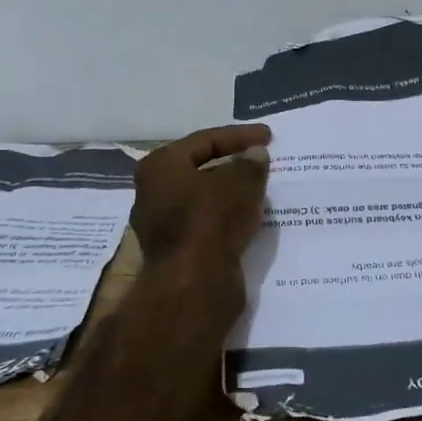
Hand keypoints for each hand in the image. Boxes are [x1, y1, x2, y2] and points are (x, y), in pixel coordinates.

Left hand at [131, 124, 272, 268]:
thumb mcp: (240, 182)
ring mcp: (161, 224)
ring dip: (230, 193)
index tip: (268, 136)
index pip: (205, 140)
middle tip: (260, 160)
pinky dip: (227, 217)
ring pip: (203, 199)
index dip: (239, 136)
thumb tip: (255, 155)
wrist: (193, 284)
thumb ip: (250, 164)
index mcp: (160, 166)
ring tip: (260, 189)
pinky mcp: (176, 251)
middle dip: (232, 164)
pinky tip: (250, 217)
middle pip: (200, 169)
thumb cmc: (211, 219)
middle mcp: (153, 191)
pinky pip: (206, 224)